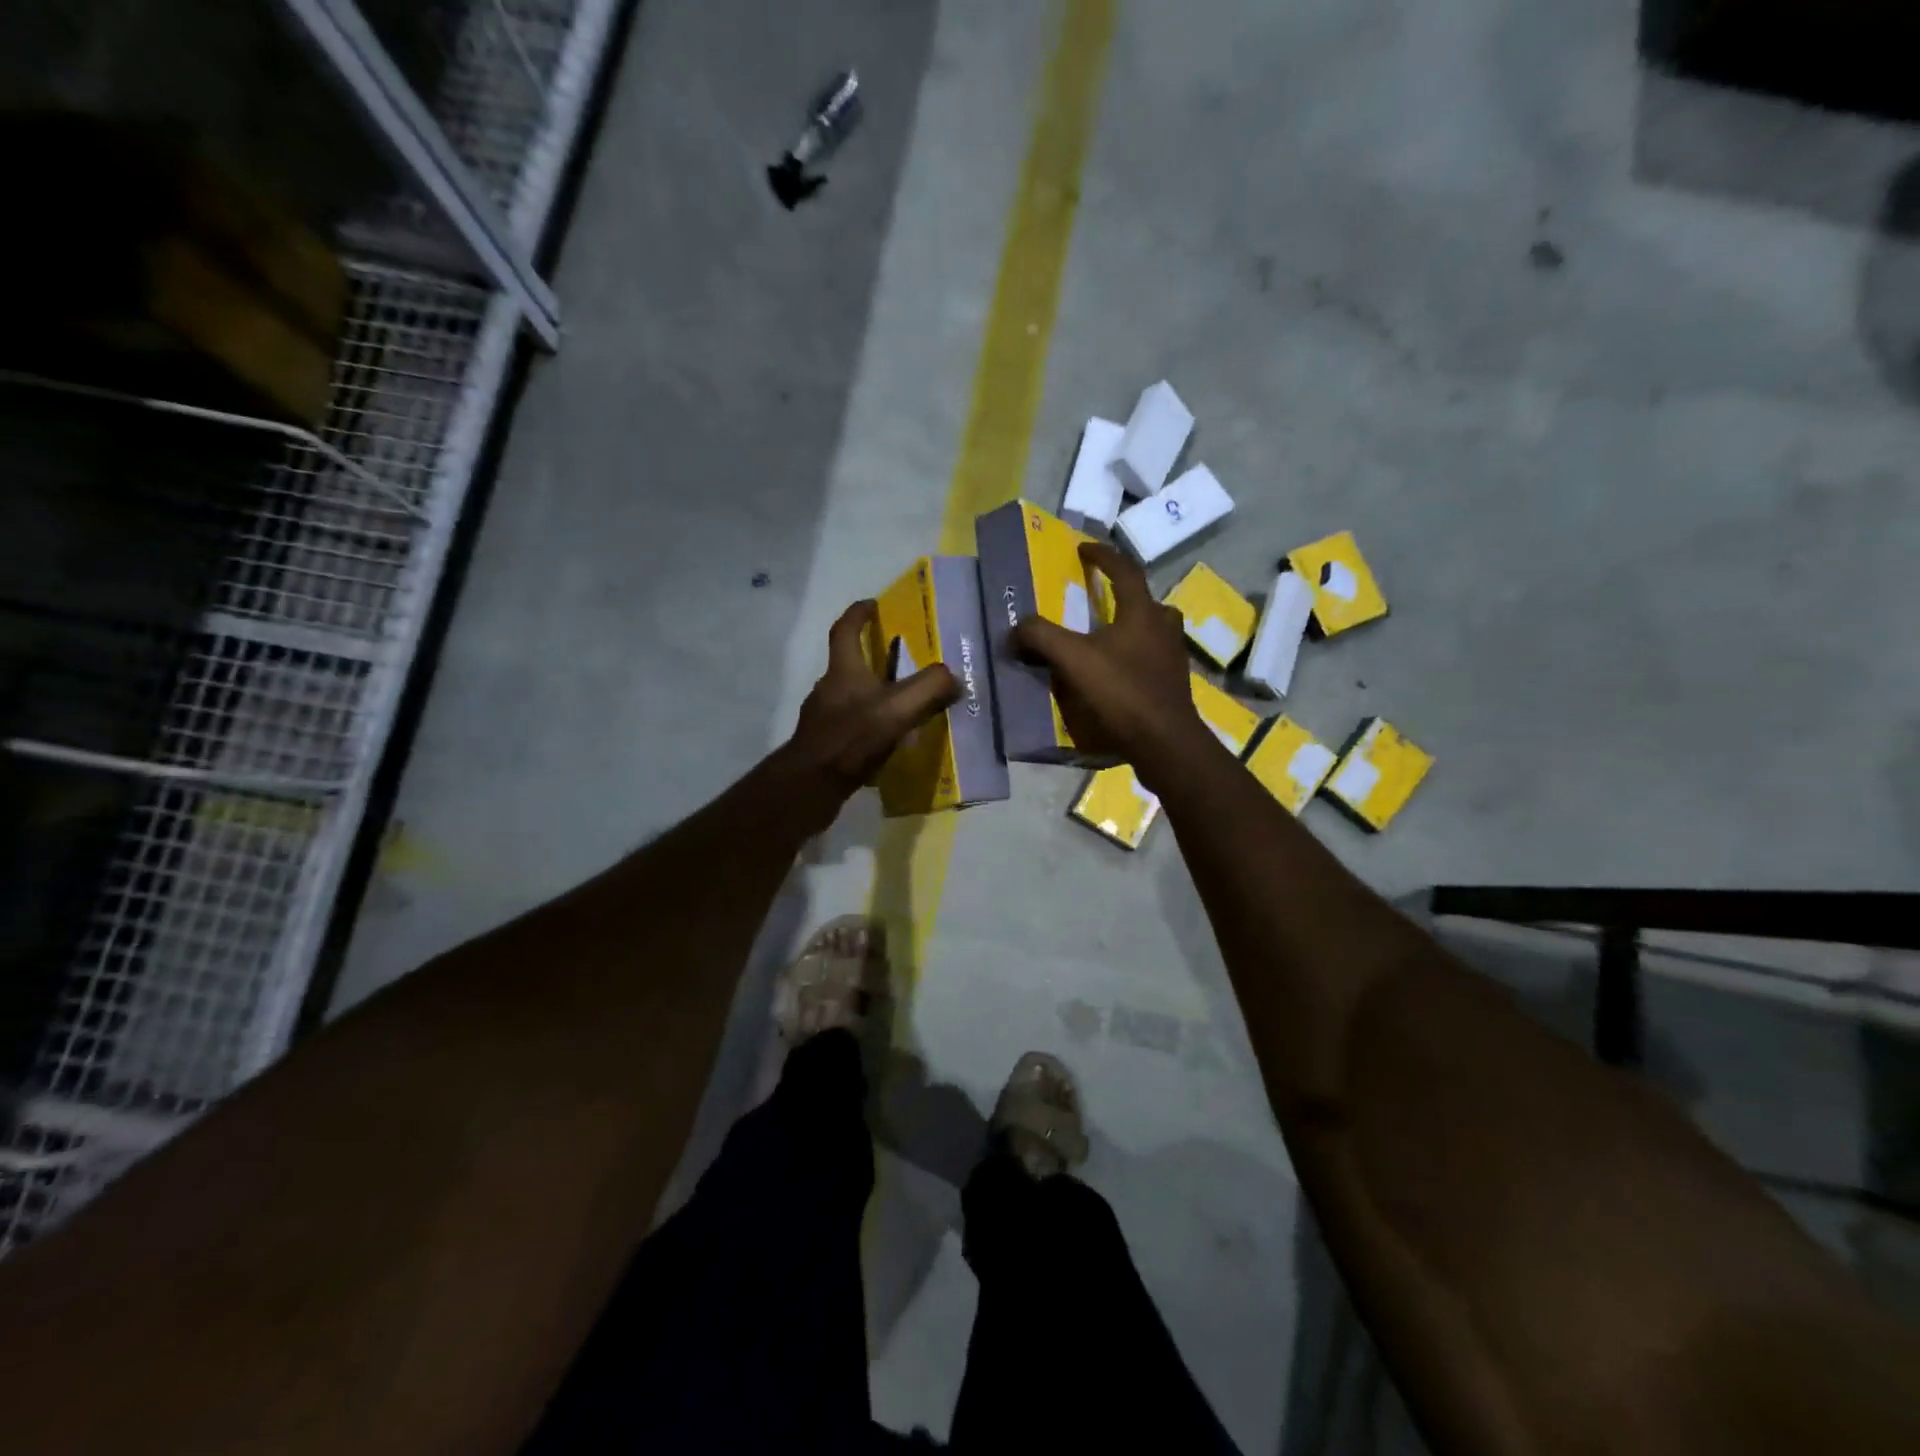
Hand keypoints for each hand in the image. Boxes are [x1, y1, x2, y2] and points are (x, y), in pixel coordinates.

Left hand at [787, 599, 958, 804]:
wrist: (812, 785)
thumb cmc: (852, 738)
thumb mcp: (899, 709)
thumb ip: (930, 688)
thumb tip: (954, 678)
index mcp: (843, 671)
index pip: (845, 631)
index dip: (858, 614)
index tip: (872, 604)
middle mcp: (828, 689)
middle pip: (849, 665)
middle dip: (873, 660)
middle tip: (901, 662)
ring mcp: (822, 718)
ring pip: (850, 697)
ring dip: (872, 696)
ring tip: (901, 706)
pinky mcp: (824, 745)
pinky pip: (850, 726)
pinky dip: (867, 726)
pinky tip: (886, 742)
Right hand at [1011, 541, 1209, 783]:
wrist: (1164, 742)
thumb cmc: (1121, 692)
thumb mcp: (1073, 660)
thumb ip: (1041, 637)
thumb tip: (1015, 629)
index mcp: (1142, 613)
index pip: (1124, 570)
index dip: (1103, 556)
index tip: (1083, 549)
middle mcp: (1163, 628)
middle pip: (1147, 600)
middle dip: (1124, 595)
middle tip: (1101, 600)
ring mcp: (1173, 657)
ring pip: (1155, 630)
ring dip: (1133, 627)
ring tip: (1107, 638)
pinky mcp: (1174, 684)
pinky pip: (1153, 658)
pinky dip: (1135, 657)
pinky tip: (1117, 674)